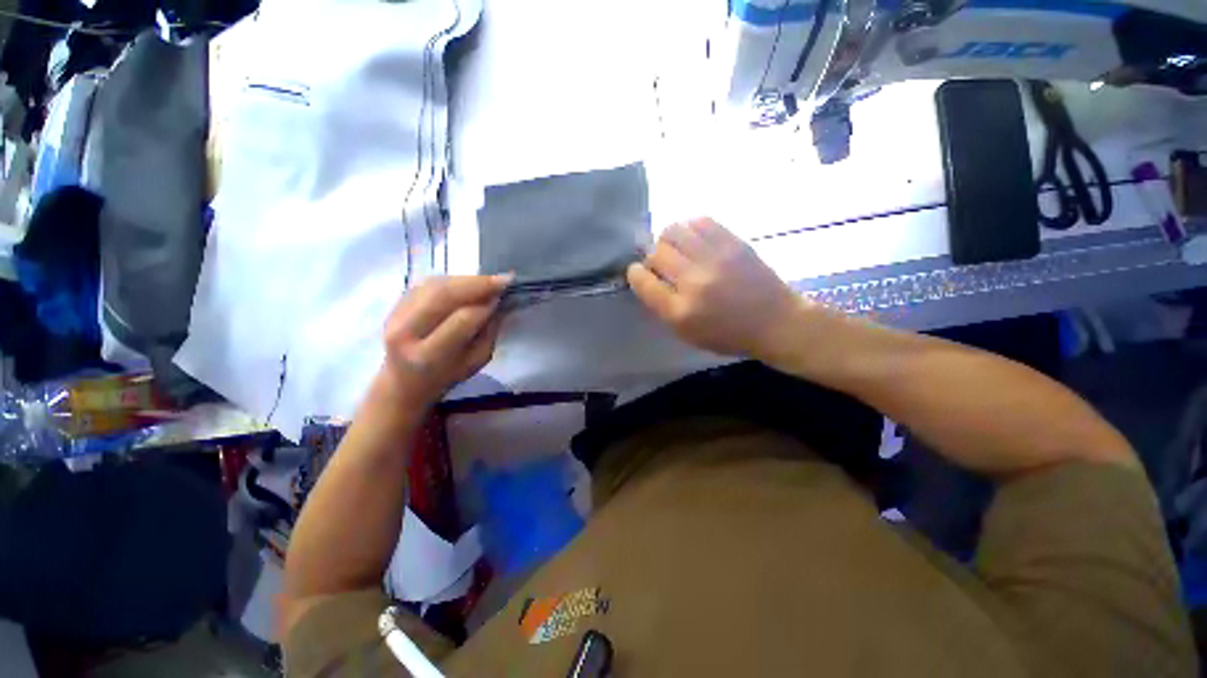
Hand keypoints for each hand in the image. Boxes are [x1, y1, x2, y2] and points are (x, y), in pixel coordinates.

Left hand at [379, 275, 510, 405]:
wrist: (404, 381)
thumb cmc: (447, 375)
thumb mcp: (476, 361)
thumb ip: (487, 333)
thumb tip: (496, 302)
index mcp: (428, 356)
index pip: (461, 320)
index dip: (485, 306)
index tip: (504, 297)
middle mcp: (406, 332)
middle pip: (443, 295)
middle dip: (477, 284)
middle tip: (503, 279)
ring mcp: (395, 314)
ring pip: (435, 285)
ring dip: (466, 280)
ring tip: (488, 282)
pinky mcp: (395, 303)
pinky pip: (428, 283)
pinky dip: (453, 280)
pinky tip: (468, 284)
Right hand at [627, 218, 805, 360]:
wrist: (775, 322)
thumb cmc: (728, 334)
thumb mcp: (688, 333)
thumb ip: (663, 307)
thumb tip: (647, 278)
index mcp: (681, 311)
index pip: (643, 282)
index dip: (635, 274)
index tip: (637, 272)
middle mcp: (694, 282)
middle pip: (656, 253)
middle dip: (652, 257)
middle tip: (662, 263)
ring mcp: (715, 259)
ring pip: (674, 231)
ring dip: (668, 239)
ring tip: (677, 248)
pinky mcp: (733, 243)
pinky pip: (700, 221)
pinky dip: (690, 228)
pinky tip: (694, 239)